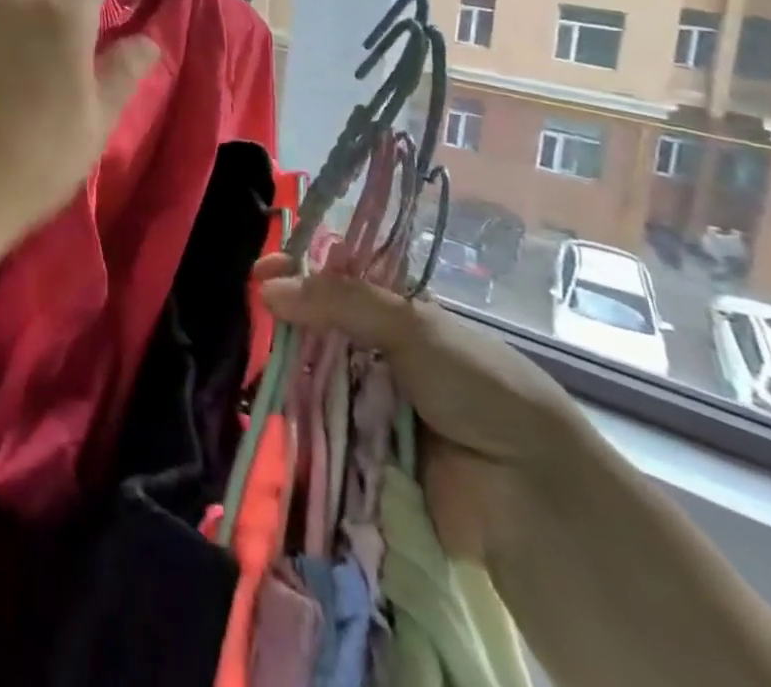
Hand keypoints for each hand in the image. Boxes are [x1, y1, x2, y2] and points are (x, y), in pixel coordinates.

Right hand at [261, 264, 590, 563]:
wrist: (531, 498)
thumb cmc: (479, 389)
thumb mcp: (414, 325)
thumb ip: (341, 300)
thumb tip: (267, 287)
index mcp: (395, 316)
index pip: (334, 282)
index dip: (297, 272)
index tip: (258, 273)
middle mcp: (378, 357)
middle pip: (315, 331)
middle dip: (280, 325)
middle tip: (241, 320)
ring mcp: (367, 407)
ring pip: (310, 379)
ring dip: (281, 374)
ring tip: (240, 363)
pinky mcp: (359, 458)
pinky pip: (316, 432)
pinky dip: (291, 423)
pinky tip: (255, 409)